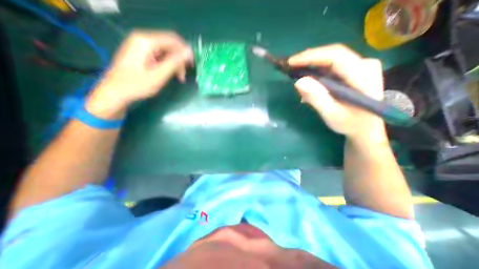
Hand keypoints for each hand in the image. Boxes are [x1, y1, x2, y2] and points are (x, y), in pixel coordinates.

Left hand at [86, 29, 192, 117]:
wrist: (116, 91)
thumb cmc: (137, 85)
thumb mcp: (159, 75)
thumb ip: (174, 62)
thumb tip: (189, 53)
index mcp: (146, 41)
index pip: (173, 39)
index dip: (185, 51)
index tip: (192, 65)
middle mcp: (143, 39)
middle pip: (170, 45)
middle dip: (180, 59)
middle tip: (183, 75)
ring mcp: (141, 45)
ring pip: (166, 51)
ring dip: (175, 63)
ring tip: (179, 78)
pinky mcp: (141, 52)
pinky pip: (160, 55)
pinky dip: (168, 64)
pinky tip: (171, 74)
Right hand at [288, 44, 383, 144]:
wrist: (365, 127)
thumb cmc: (350, 124)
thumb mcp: (332, 115)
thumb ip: (317, 99)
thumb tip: (299, 82)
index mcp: (363, 75)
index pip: (335, 56)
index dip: (311, 56)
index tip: (291, 62)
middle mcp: (365, 64)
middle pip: (332, 55)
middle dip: (308, 60)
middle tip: (289, 67)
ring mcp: (360, 66)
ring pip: (330, 60)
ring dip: (311, 65)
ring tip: (295, 72)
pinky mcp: (353, 70)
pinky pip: (331, 66)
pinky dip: (316, 71)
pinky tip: (307, 78)